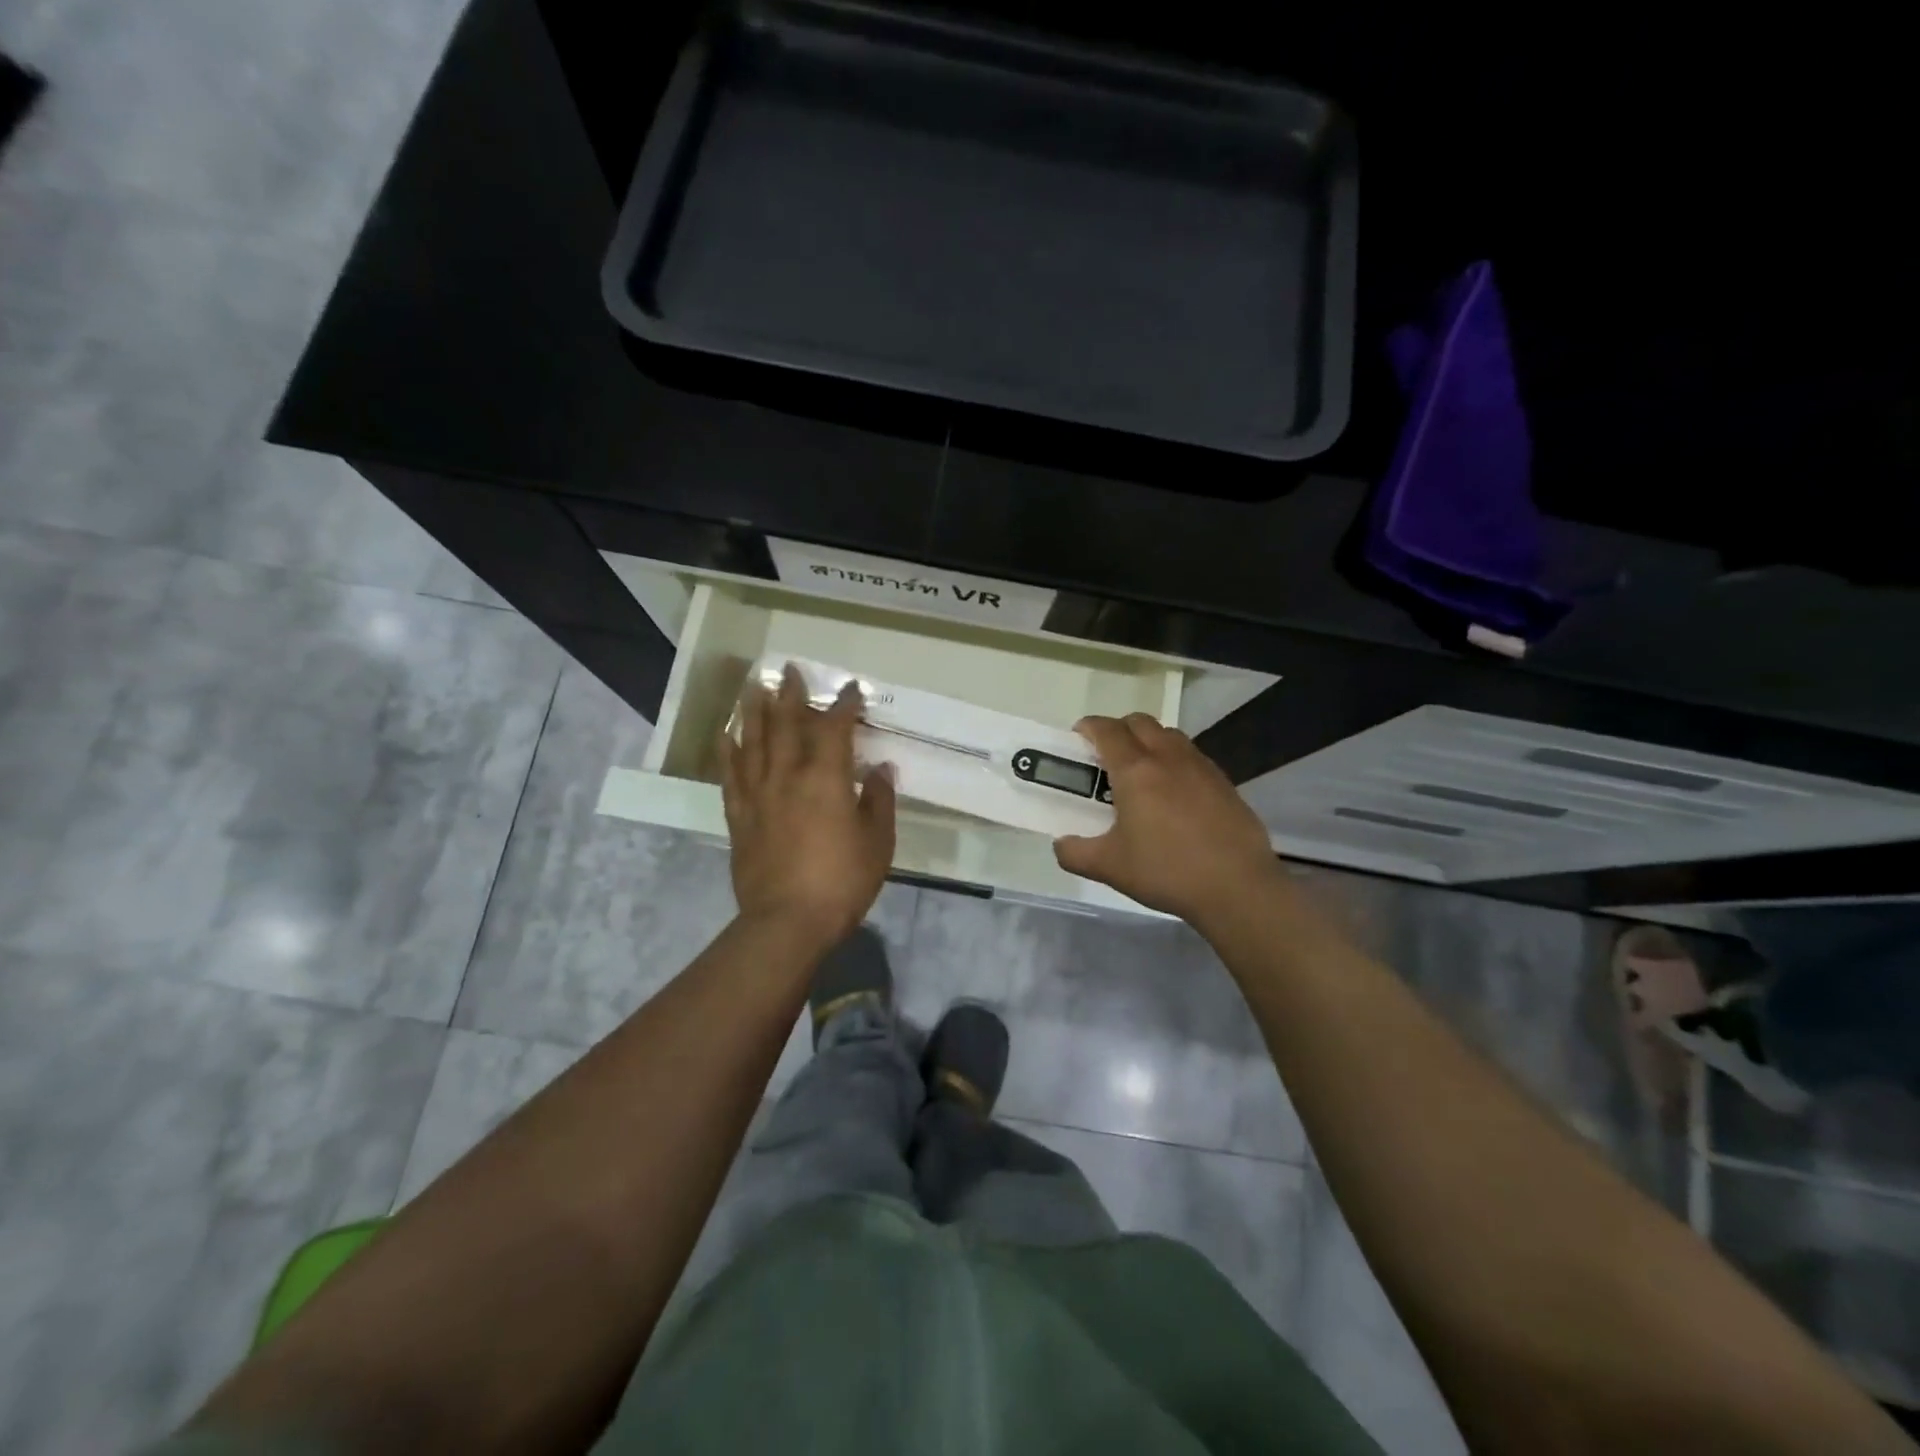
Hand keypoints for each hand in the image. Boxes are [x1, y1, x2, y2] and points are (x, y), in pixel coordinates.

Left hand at [719, 664, 896, 952]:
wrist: (787, 922)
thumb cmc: (842, 881)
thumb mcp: (877, 843)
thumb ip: (879, 801)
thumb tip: (881, 770)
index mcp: (827, 779)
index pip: (836, 729)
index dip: (844, 706)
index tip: (851, 689)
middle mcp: (789, 776)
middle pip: (787, 725)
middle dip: (792, 695)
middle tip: (790, 670)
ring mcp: (759, 795)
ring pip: (754, 742)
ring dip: (756, 711)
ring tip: (755, 687)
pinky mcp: (739, 817)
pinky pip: (731, 775)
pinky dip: (729, 751)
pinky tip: (728, 735)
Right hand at [1054, 714, 1278, 925]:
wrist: (1237, 887)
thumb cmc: (1166, 871)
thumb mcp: (1109, 868)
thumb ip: (1075, 853)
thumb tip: (1061, 844)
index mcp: (1135, 770)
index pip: (1106, 730)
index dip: (1087, 728)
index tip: (1078, 740)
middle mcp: (1167, 757)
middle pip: (1139, 722)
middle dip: (1118, 729)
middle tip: (1106, 757)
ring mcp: (1200, 766)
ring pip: (1168, 734)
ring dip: (1148, 741)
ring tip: (1141, 773)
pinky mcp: (1224, 781)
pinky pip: (1191, 755)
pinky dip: (1174, 761)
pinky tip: (1173, 794)